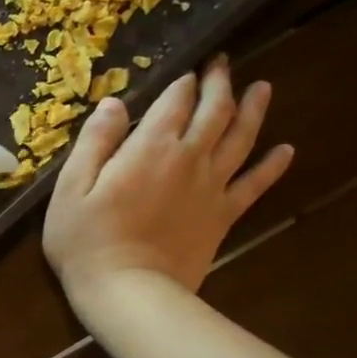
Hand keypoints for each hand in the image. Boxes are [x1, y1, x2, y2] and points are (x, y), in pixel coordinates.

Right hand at [43, 56, 293, 296]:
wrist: (128, 291)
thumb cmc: (86, 240)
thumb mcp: (71, 188)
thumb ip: (94, 142)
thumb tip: (113, 104)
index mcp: (150, 147)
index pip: (174, 101)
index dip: (182, 82)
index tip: (186, 68)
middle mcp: (189, 158)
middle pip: (215, 111)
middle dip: (219, 84)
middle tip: (222, 66)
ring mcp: (212, 187)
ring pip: (242, 138)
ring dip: (253, 110)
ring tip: (262, 88)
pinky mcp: (223, 216)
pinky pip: (255, 184)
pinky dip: (272, 165)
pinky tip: (285, 150)